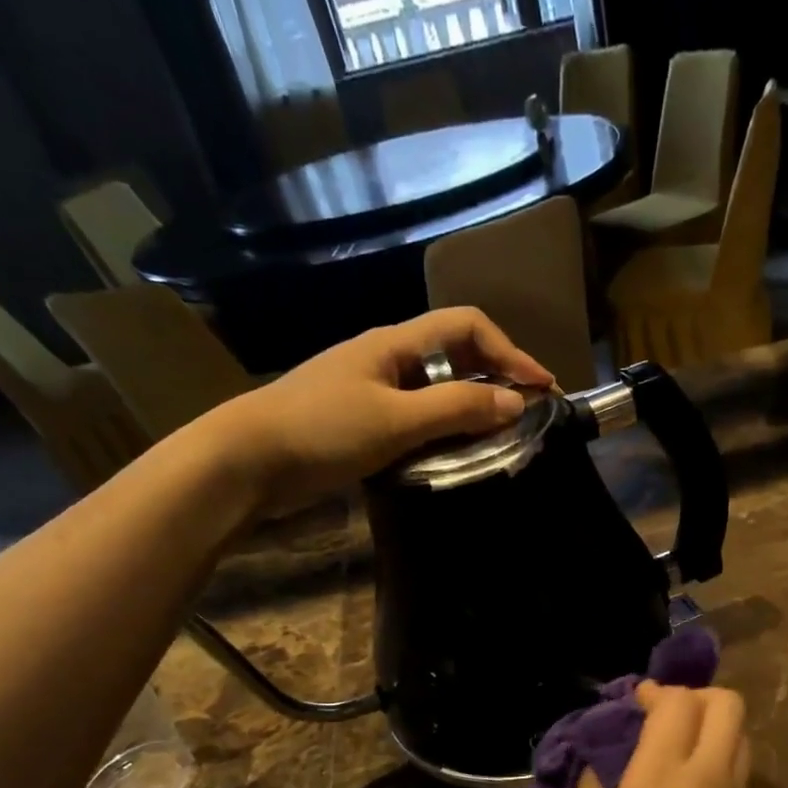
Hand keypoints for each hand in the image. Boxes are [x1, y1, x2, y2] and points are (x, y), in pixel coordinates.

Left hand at [195, 308, 554, 512]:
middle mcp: (387, 358)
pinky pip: (418, 414)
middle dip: (497, 375)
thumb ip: (456, 410)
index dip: (509, 351)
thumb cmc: (321, 430)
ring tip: (500, 435)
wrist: (247, 461)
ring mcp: (373, 389)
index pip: (466, 326)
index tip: (540, 387)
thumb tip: (516, 403)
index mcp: (395, 344)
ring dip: (473, 404)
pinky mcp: (362, 421)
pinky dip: (445, 427)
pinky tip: (455, 451)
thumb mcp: (396, 420)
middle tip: (528, 412)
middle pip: (455, 353)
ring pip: (437, 386)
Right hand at [570, 684, 773, 787]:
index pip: (676, 704)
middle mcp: (704, 776)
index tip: (631, 705)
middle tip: (659, 718)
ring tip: (674, 746)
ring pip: (740, 731)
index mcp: (659, 779)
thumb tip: (594, 772)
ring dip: (710, 723)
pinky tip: (687, 783)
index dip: (655, 693)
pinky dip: (719, 752)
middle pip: (726, 703)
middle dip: (694, 696)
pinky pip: (739, 764)